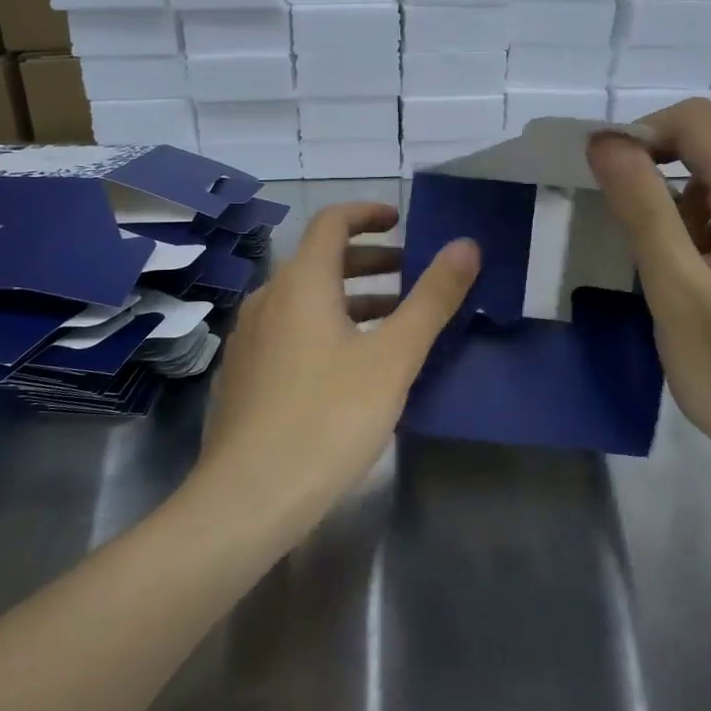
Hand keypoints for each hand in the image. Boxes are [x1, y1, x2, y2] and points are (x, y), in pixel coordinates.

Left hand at [192, 202, 479, 535]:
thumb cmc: (328, 418)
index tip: (401, 221)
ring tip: (393, 322)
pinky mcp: (244, 375)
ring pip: (305, 300)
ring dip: (350, 298)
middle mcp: (268, 299)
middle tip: (411, 275)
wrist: (249, 496)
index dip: (368, 214)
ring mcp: (250, 339)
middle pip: (319, 261)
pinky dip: (326, 327)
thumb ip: (431, 299)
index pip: (332, 222)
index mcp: (301, 283)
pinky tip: (350, 366)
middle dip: (369, 261)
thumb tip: (466, 246)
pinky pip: (290, 331)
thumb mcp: (392, 358)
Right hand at [586, 101, 710, 508]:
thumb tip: (606, 140)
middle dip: (661, 163)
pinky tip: (699, 269)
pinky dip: (708, 213)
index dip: (644, 133)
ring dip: (683, 193)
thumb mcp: (677, 294)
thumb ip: (643, 209)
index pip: (702, 120)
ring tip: (668, 262)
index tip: (608, 183)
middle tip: (630, 226)